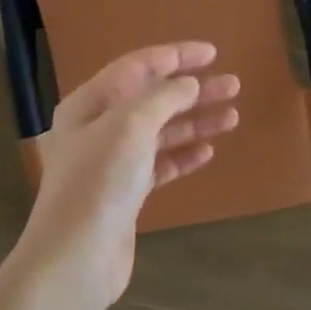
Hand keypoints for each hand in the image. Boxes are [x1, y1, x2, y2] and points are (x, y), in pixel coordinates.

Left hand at [13, 42, 240, 309]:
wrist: (77, 257)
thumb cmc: (99, 182)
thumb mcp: (130, 126)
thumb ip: (162, 98)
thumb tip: (188, 84)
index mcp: (89, 104)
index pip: (137, 67)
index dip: (176, 56)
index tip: (213, 53)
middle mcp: (98, 128)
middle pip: (152, 99)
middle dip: (193, 91)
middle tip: (234, 85)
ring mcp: (111, 162)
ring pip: (159, 132)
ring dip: (194, 122)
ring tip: (232, 117)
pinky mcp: (125, 194)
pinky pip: (159, 164)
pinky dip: (183, 155)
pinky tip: (207, 151)